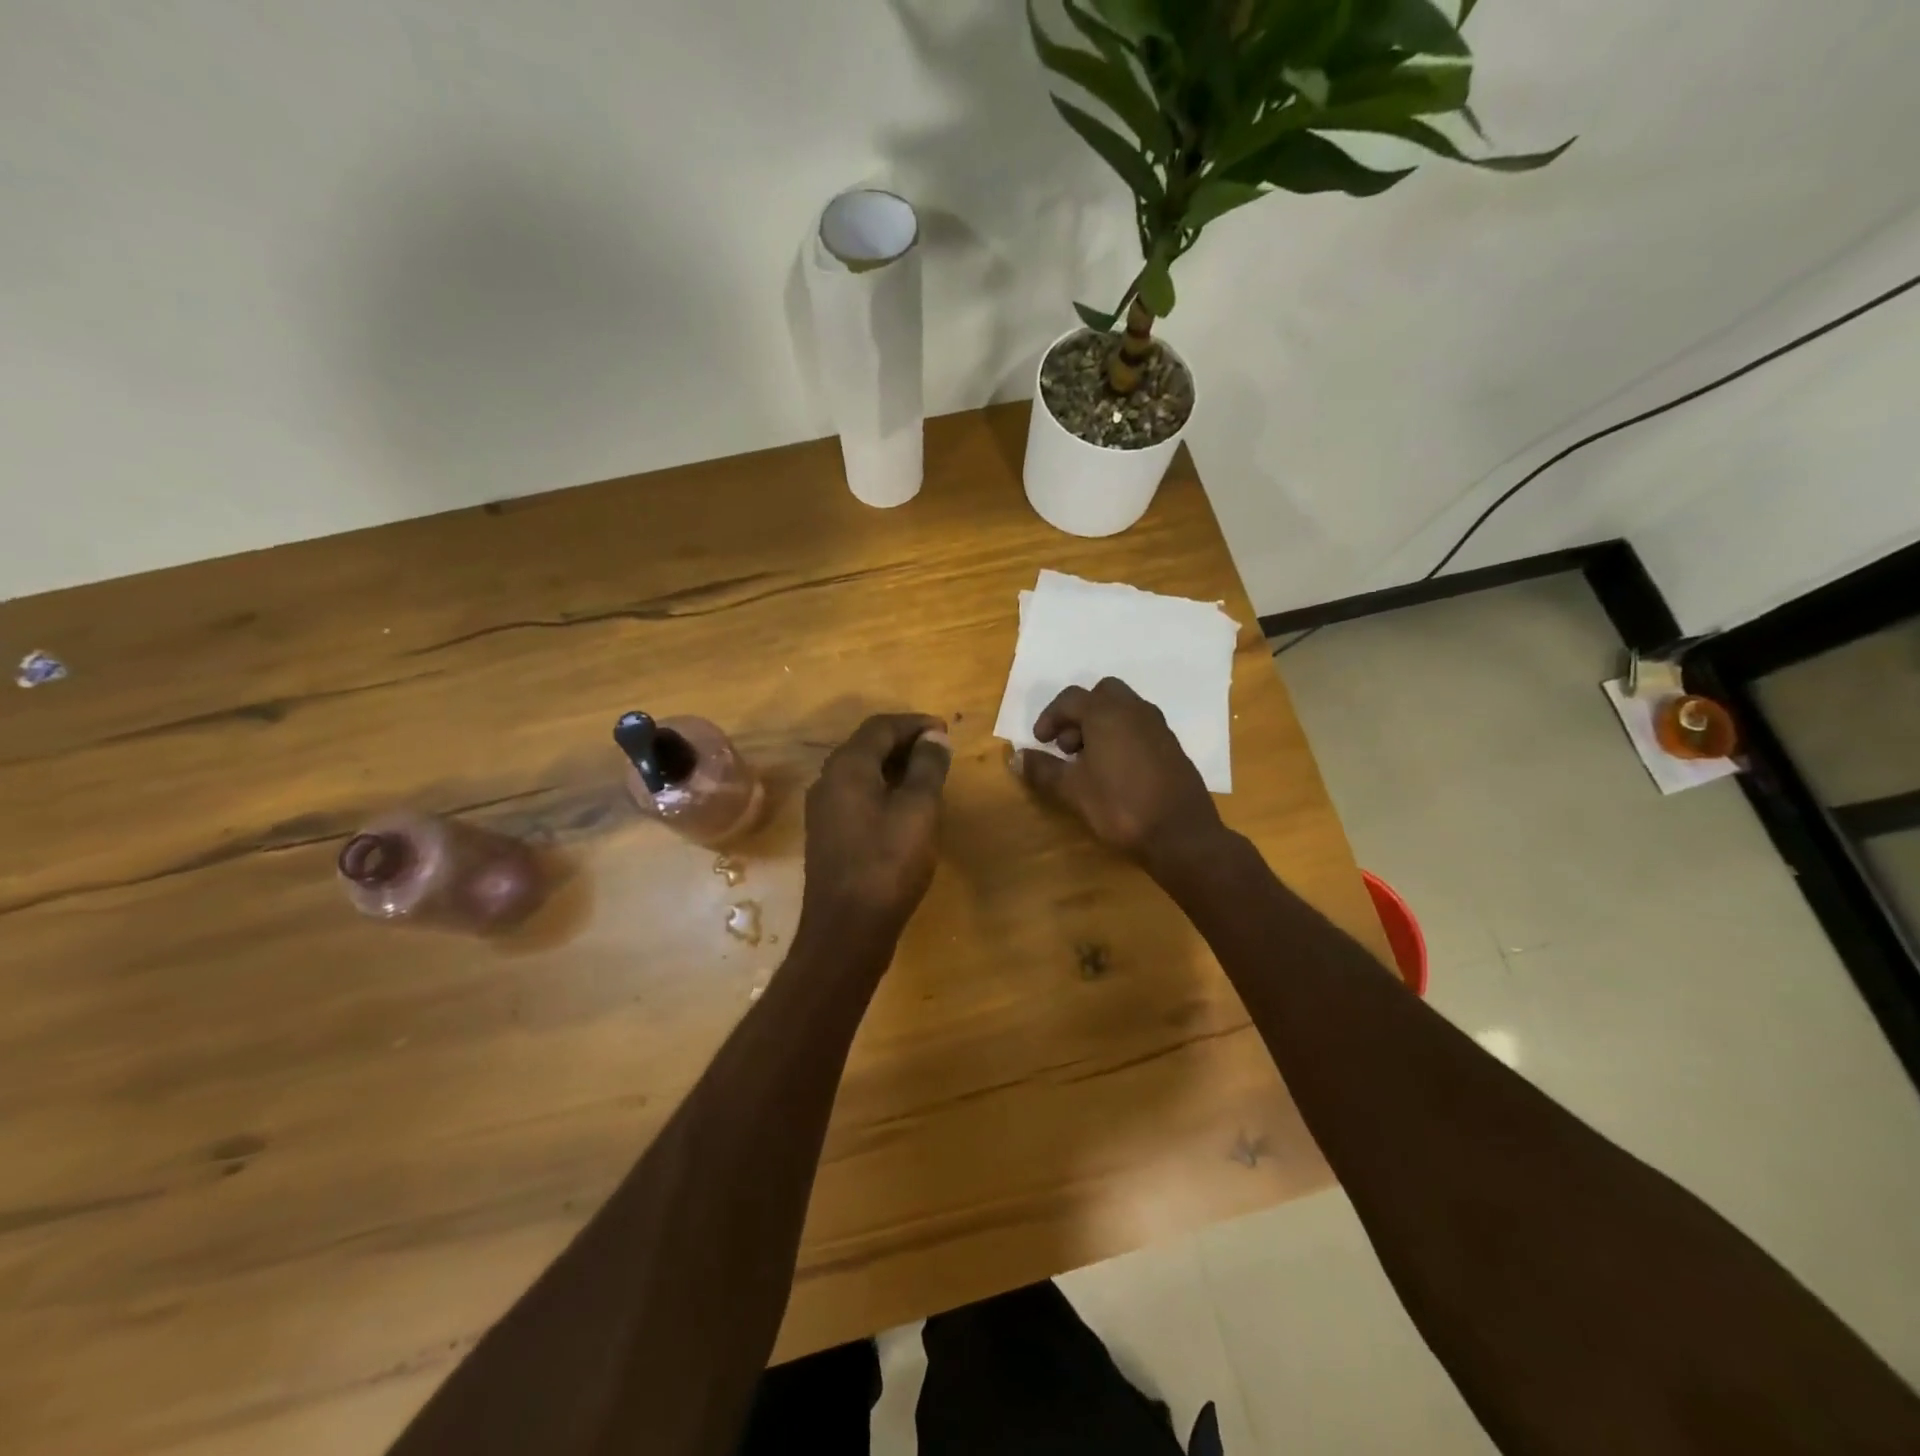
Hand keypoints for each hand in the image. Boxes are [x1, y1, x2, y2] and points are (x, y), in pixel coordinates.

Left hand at [800, 713, 951, 939]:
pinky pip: (856, 794)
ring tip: (928, 775)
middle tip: (939, 750)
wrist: (846, 929)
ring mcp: (823, 808)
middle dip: (904, 742)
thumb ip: (927, 768)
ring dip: (893, 765)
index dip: (914, 723)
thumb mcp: (918, 810)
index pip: (880, 727)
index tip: (944, 730)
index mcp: (847, 767)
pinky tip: (905, 805)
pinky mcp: (827, 833)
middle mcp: (828, 780)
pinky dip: (882, 788)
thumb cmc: (887, 864)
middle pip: (867, 745)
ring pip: (861, 771)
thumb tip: (934, 736)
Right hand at [1015, 678, 1223, 871]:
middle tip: (1067, 746)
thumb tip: (1017, 757)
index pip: (1070, 699)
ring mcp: (1158, 727)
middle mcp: (1135, 710)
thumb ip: (1043, 769)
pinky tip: (1115, 771)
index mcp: (1107, 713)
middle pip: (1101, 695)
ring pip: (1123, 710)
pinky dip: (1121, 737)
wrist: (1181, 833)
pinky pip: (1140, 727)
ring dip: (1100, 725)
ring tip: (1088, 761)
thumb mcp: (1072, 790)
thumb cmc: (1120, 805)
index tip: (1040, 742)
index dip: (1049, 717)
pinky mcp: (1172, 746)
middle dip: (1079, 715)